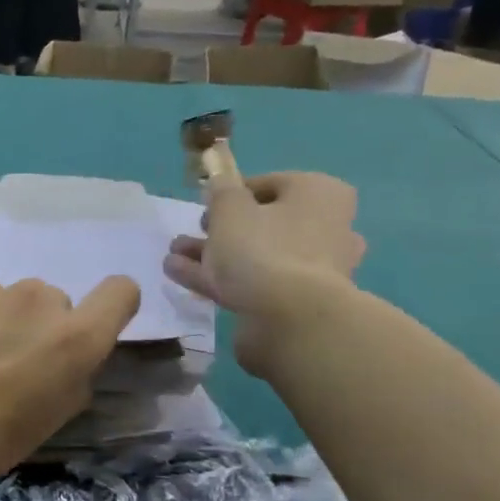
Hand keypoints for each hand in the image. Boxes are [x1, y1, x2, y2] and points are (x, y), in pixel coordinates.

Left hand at [0, 274, 140, 490]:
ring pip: (3, 297)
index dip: (110, 307)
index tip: (85, 329)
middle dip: (36, 326)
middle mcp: (37, 299)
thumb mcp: (47, 424)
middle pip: (51, 301)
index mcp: (74, 338)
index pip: (121, 292)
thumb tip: (64, 361)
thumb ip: (70, 379)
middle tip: (4, 363)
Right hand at [164, 172, 363, 372]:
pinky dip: (218, 277)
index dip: (232, 193)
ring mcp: (313, 268)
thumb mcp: (230, 209)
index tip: (204, 205)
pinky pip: (253, 281)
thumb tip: (220, 183)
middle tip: (190, 233)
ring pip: (255, 254)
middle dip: (219, 229)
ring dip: (211, 254)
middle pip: (263, 223)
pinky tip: (180, 276)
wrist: (288, 318)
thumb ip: (221, 191)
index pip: (270, 184)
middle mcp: (326, 227)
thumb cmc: (262, 248)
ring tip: (173, 256)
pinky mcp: (296, 301)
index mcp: (320, 194)